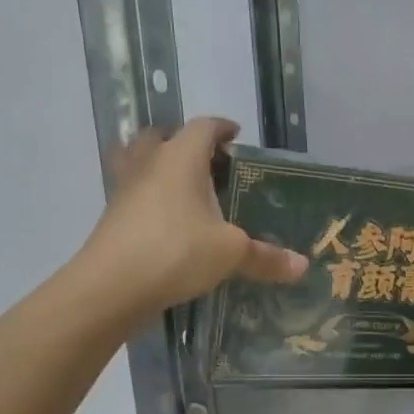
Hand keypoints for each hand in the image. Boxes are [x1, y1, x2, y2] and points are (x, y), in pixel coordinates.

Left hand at [76, 118, 305, 319]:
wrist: (112, 285)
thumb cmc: (177, 251)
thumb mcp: (231, 254)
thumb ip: (266, 257)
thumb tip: (302, 266)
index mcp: (181, 158)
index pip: (203, 127)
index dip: (221, 128)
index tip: (236, 135)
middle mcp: (149, 164)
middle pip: (162, 137)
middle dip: (184, 142)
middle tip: (207, 161)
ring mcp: (125, 190)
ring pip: (139, 162)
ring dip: (158, 166)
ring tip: (182, 186)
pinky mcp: (112, 217)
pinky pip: (132, 194)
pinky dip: (148, 197)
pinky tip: (166, 221)